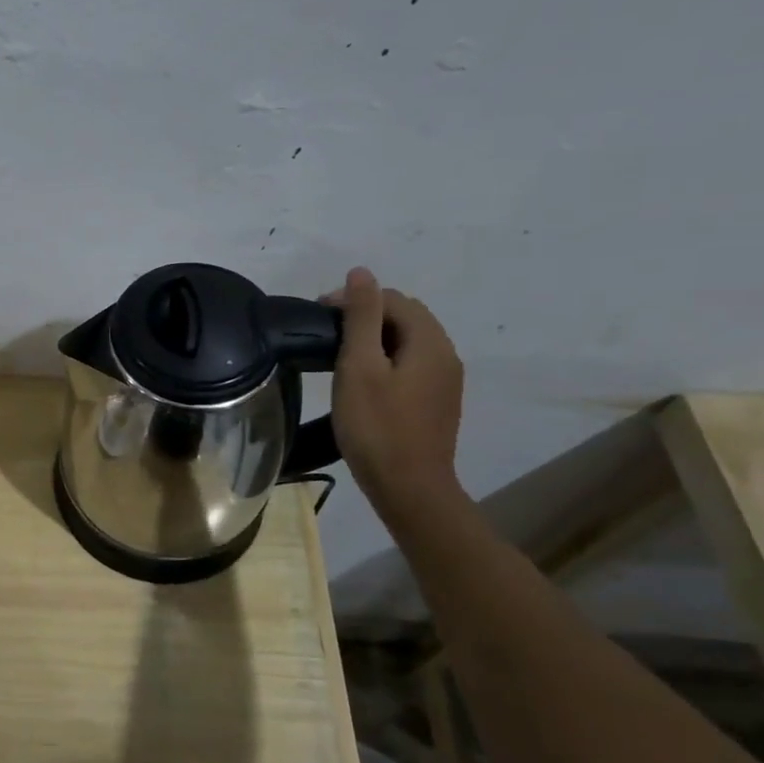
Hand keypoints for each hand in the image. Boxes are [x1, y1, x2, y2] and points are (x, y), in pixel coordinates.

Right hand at [325, 267, 464, 516]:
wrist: (409, 489)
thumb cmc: (376, 427)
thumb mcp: (360, 367)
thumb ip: (362, 317)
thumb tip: (361, 273)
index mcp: (430, 342)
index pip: (393, 300)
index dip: (354, 299)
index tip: (317, 316)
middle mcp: (446, 355)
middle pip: (406, 316)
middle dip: (366, 314)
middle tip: (326, 332)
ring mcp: (446, 380)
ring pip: (409, 340)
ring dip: (375, 336)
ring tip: (339, 353)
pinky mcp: (437, 401)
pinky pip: (412, 363)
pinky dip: (386, 357)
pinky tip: (363, 378)